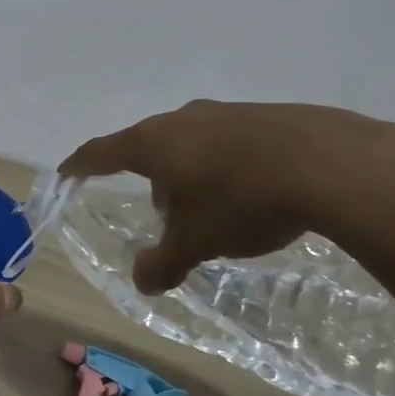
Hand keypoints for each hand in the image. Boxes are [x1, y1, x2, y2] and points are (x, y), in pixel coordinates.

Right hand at [60, 101, 388, 293]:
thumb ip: (163, 262)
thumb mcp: (196, 242)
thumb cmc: (240, 200)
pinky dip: (226, 168)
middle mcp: (182, 119)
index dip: (80, 165)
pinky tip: (252, 194)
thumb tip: (141, 283)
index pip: (101, 152)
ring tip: (214, 211)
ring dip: (190, 176)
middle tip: (166, 218)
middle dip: (152, 182)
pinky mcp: (264, 115)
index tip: (66, 173)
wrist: (328, 163)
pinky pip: (228, 143)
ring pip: (191, 145)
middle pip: (150, 149)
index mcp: (153, 143)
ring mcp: (225, 112)